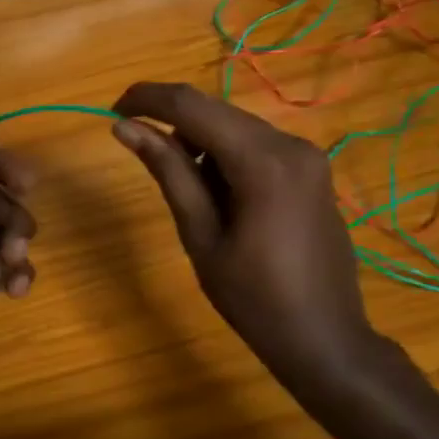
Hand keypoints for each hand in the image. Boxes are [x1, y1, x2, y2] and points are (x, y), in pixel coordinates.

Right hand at [111, 82, 383, 402]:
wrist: (325, 339)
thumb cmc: (254, 299)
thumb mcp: (201, 236)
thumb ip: (168, 172)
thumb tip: (126, 128)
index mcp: (263, 162)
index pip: (193, 106)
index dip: (148, 99)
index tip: (113, 110)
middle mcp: (291, 144)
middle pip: (217, 112)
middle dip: (173, 123)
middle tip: (138, 149)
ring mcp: (308, 156)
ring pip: (236, 127)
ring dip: (201, 142)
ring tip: (190, 195)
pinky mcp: (312, 170)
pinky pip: (258, 146)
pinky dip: (227, 156)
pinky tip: (220, 197)